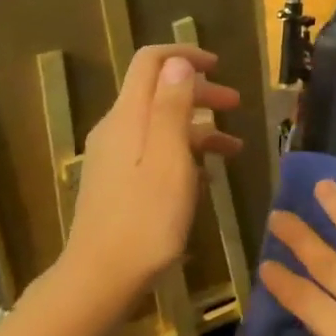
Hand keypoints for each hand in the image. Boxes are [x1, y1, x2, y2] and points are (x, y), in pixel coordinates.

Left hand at [61, 45, 241, 297]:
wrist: (100, 279)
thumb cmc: (146, 217)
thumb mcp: (170, 157)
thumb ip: (173, 106)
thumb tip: (178, 63)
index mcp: (128, 116)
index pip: (151, 62)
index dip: (184, 56)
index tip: (219, 67)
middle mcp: (117, 129)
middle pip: (159, 91)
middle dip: (200, 92)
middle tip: (236, 106)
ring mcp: (114, 157)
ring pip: (160, 124)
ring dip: (198, 128)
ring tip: (233, 150)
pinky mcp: (117, 182)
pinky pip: (154, 151)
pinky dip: (183, 153)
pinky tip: (206, 179)